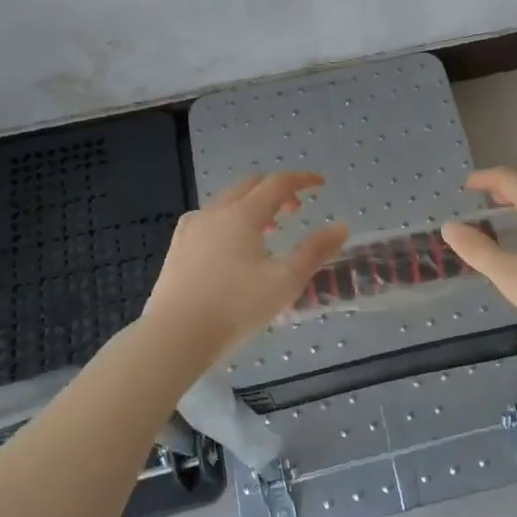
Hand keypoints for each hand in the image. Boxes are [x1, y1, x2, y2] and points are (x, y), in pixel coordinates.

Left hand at [144, 172, 349, 367]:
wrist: (175, 336)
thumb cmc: (236, 307)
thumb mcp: (285, 281)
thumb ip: (315, 251)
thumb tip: (342, 226)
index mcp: (243, 215)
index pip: (278, 183)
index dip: (302, 180)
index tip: (320, 184)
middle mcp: (216, 212)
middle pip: (250, 185)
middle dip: (276, 190)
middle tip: (296, 209)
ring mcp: (192, 228)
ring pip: (227, 202)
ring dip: (252, 206)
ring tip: (267, 230)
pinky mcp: (178, 247)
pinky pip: (209, 220)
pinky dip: (229, 220)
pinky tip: (231, 246)